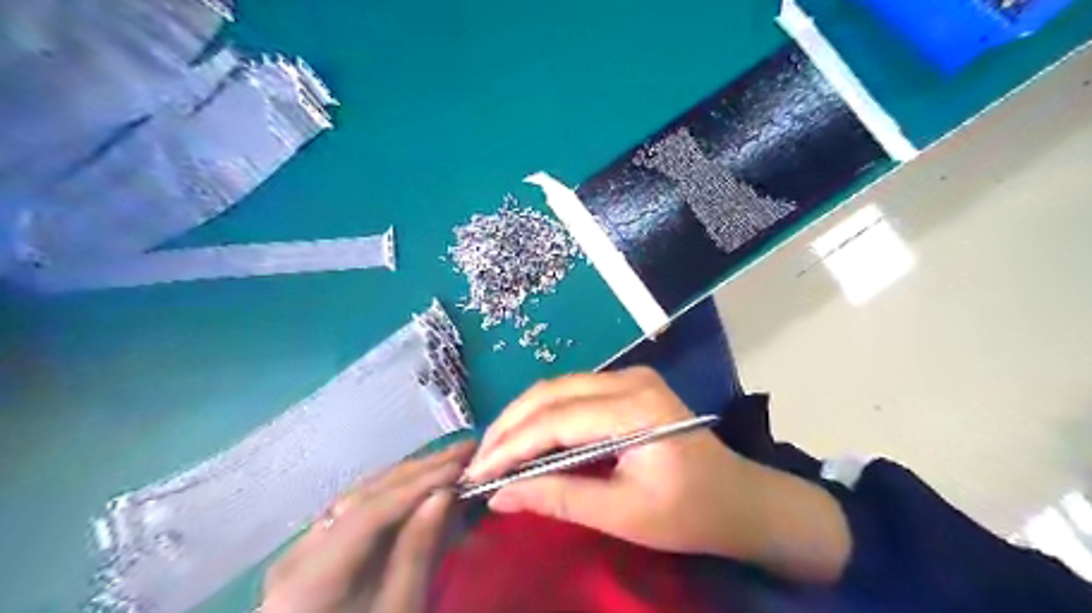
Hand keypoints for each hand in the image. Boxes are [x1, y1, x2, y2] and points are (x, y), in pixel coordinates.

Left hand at [261, 441, 475, 611]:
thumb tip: (443, 494)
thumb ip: (416, 554)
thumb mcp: (400, 612)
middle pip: (364, 496)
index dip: (417, 485)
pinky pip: (359, 511)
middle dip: (419, 471)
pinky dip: (395, 495)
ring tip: (451, 459)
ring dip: (411, 477)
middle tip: (464, 449)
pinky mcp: (317, 551)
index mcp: (307, 578)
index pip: (368, 512)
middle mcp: (297, 552)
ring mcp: (304, 549)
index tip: (460, 466)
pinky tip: (423, 484)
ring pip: (362, 497)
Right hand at [465, 368, 846, 584]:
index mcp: (636, 408)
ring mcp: (630, 377)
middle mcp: (630, 379)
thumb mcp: (623, 514)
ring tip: (494, 452)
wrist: (740, 499)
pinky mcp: (627, 385)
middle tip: (478, 462)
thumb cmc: (690, 513)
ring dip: (522, 418)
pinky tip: (526, 438)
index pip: (556, 420)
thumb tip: (500, 496)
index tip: (477, 474)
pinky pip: (572, 393)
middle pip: (551, 393)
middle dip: (509, 427)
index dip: (511, 446)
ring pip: (557, 388)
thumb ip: (559, 498)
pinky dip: (544, 415)